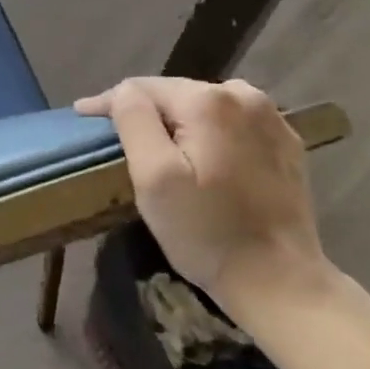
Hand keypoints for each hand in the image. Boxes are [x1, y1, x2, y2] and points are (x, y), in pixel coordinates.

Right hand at [74, 77, 327, 308]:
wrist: (279, 280)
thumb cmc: (206, 231)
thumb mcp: (154, 177)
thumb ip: (134, 121)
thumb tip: (123, 92)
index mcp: (208, 101)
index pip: (143, 87)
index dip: (109, 102)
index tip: (82, 116)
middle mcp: (245, 96)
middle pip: (175, 93)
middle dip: (145, 111)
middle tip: (115, 135)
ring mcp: (272, 119)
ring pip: (204, 105)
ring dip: (177, 120)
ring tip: (156, 144)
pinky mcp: (287, 143)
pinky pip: (232, 123)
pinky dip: (209, 132)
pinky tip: (201, 154)